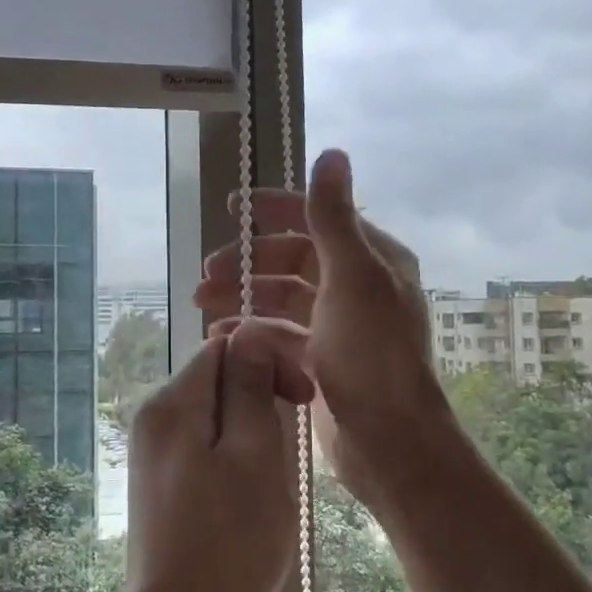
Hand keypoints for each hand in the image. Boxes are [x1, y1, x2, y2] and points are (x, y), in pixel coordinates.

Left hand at [120, 317, 314, 591]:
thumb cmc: (229, 544)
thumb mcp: (254, 456)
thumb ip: (250, 389)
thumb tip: (247, 334)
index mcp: (171, 403)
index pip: (224, 346)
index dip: (269, 360)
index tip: (303, 398)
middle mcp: (153, 418)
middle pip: (217, 378)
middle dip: (260, 398)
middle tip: (290, 445)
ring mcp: (152, 453)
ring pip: (215, 415)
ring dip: (252, 432)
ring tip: (273, 478)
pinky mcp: (160, 483)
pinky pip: (204, 446)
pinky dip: (234, 457)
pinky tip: (250, 496)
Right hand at [194, 149, 449, 514]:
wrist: (389, 439)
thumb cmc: (371, 353)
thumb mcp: (352, 277)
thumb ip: (333, 217)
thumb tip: (331, 152)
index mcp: (372, 259)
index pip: (317, 219)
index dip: (274, 209)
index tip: (232, 209)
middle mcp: (357, 287)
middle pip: (293, 260)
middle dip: (248, 262)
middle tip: (206, 272)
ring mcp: (339, 326)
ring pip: (282, 299)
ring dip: (243, 296)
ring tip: (202, 304)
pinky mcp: (323, 361)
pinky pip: (280, 335)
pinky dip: (252, 331)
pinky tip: (223, 336)